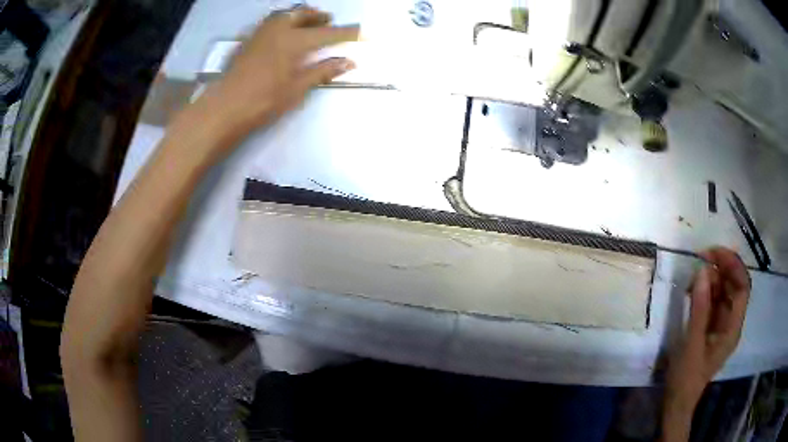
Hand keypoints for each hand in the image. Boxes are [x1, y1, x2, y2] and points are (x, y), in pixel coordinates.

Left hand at [195, 6, 358, 141]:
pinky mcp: (248, 40)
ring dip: (301, 15)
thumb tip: (349, 62)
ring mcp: (261, 33)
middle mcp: (279, 29)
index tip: (363, 31)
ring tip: (308, 21)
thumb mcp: (297, 88)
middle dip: (320, 16)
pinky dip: (283, 20)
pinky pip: (270, 21)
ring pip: (285, 14)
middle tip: (330, 21)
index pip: (328, 33)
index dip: (347, 32)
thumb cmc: (263, 101)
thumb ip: (323, 71)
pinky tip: (283, 31)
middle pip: (304, 14)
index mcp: (295, 41)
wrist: (224, 107)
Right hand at [665, 247, 750, 407]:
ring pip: (724, 290)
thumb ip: (699, 309)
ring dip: (711, 279)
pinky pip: (714, 300)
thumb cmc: (686, 379)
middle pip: (735, 285)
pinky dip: (705, 290)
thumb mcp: (691, 345)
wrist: (677, 403)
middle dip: (721, 268)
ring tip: (693, 280)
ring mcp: (723, 324)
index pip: (743, 287)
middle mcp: (732, 322)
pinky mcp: (713, 326)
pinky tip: (693, 291)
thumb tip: (703, 271)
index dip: (733, 266)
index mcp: (733, 328)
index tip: (714, 253)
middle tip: (701, 259)